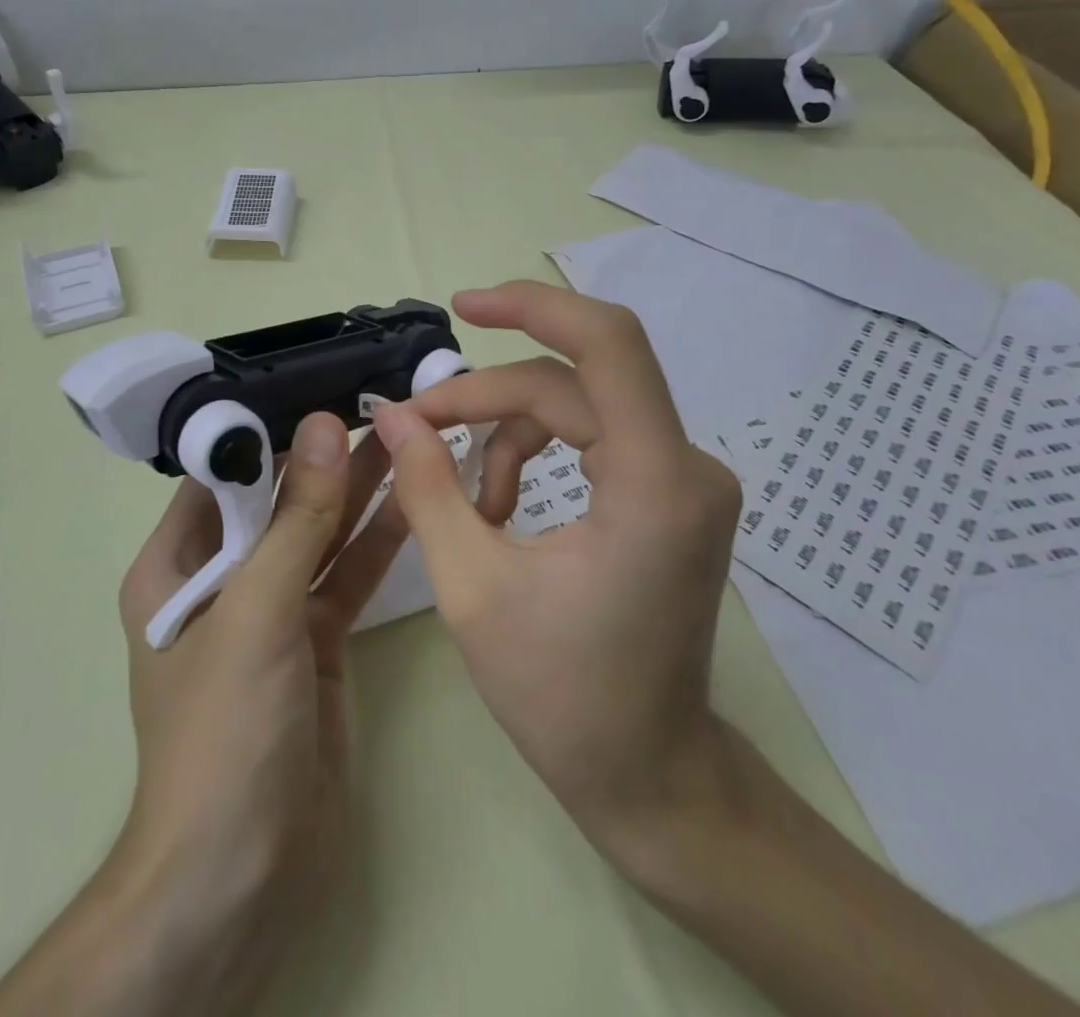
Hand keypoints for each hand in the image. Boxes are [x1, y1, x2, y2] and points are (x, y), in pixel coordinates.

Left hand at [0, 413, 405, 1016]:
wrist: (242, 874)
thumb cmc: (224, 730)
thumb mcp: (257, 610)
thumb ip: (296, 517)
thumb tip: (326, 426)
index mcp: (175, 566)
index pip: (222, 474)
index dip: (272, 430)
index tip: (325, 387)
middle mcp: (222, 580)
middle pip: (277, 502)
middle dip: (324, 458)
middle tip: (379, 405)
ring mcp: (272, 612)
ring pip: (317, 536)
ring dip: (356, 492)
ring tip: (404, 437)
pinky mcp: (315, 642)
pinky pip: (344, 576)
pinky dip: (374, 542)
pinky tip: (410, 501)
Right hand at [371, 281, 743, 835]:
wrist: (650, 774)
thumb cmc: (563, 696)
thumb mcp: (473, 587)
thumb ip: (428, 486)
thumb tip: (393, 414)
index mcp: (655, 484)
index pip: (607, 344)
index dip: (533, 306)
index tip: (462, 306)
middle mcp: (686, 465)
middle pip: (571, 382)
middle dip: (486, 396)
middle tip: (417, 426)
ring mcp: (686, 477)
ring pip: (579, 404)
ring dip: (509, 430)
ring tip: (467, 496)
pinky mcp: (672, 492)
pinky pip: (594, 434)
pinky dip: (537, 450)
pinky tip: (501, 503)